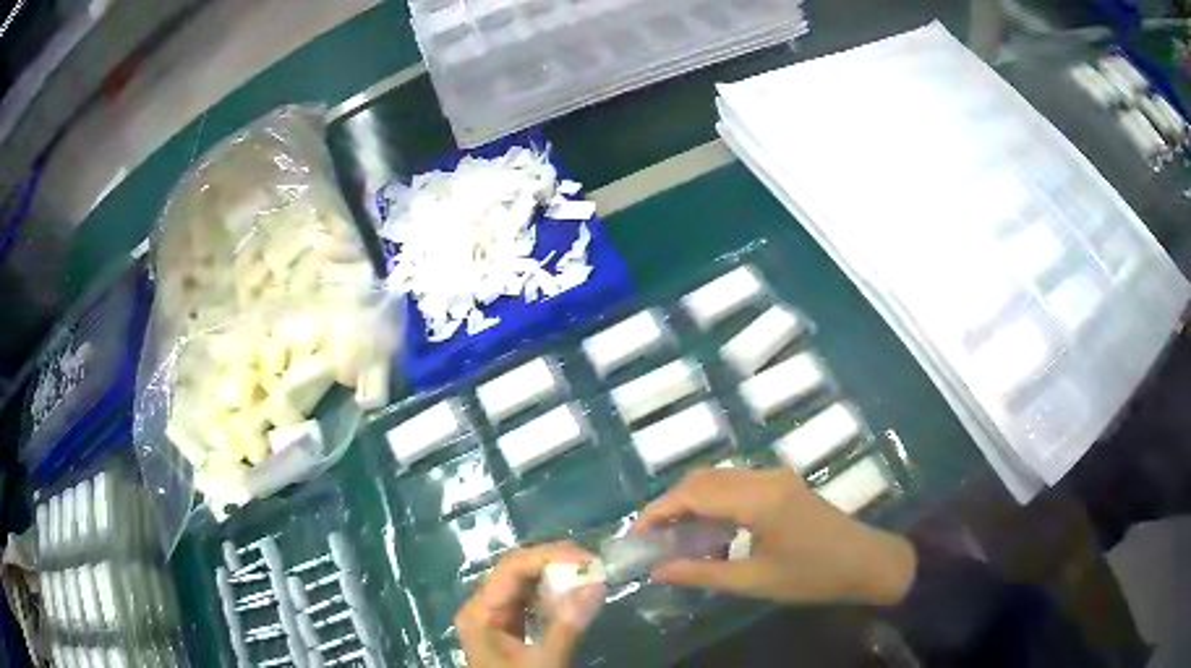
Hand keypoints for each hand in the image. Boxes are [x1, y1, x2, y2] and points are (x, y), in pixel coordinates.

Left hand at [456, 542, 604, 667]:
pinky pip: (529, 602)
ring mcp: (493, 617)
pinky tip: (572, 598)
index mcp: (480, 611)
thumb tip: (596, 584)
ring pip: (524, 584)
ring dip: (556, 578)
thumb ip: (568, 624)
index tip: (588, 559)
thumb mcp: (545, 661)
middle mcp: (482, 607)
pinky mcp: (507, 627)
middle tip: (592, 564)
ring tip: (588, 576)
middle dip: (554, 563)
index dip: (550, 556)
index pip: (512, 567)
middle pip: (516, 571)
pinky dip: (552, 596)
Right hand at [636, 468, 916, 605]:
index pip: (694, 493)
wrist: (868, 563)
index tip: (636, 536)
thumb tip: (658, 571)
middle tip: (652, 538)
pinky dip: (715, 503)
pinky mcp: (784, 484)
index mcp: (759, 499)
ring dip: (692, 502)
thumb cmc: (813, 576)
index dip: (659, 511)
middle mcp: (765, 477)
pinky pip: (737, 485)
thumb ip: (703, 574)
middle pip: (703, 479)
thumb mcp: (755, 581)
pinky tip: (711, 531)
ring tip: (675, 536)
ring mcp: (777, 477)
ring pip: (719, 479)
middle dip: (671, 505)